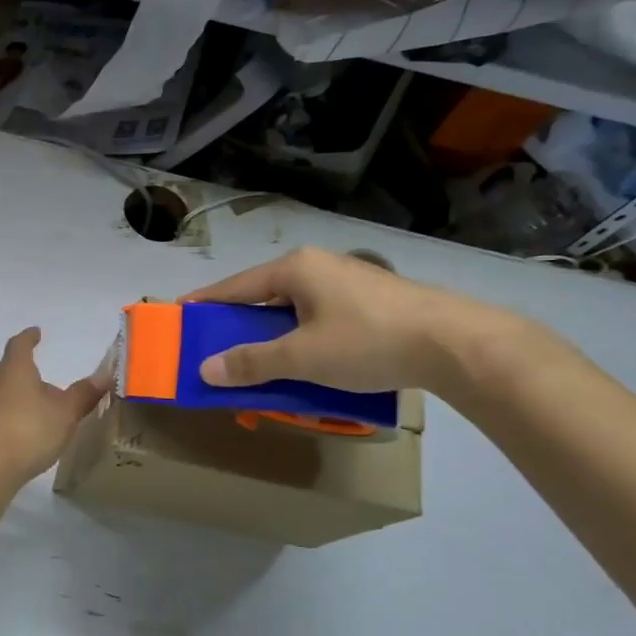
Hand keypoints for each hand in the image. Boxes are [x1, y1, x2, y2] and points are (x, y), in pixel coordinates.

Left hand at [0, 328, 110, 484]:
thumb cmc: (28, 429)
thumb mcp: (64, 413)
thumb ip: (83, 394)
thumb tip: (105, 374)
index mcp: (14, 370)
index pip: (19, 345)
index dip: (28, 338)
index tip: (36, 332)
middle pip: (10, 373)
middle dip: (28, 377)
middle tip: (48, 386)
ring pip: (3, 397)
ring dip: (21, 401)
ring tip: (40, 414)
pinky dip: (12, 421)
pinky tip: (24, 437)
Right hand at [184, 247, 517, 397]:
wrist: (456, 344)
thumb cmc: (368, 341)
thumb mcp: (303, 357)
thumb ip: (252, 362)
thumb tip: (206, 368)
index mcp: (295, 268)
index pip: (234, 286)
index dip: (204, 303)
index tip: (179, 316)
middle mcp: (318, 266)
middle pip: (263, 295)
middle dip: (240, 324)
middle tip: (217, 349)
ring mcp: (348, 281)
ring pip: (294, 308)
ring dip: (273, 334)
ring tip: (259, 361)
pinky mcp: (371, 300)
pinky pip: (319, 317)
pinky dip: (302, 337)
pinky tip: (306, 361)